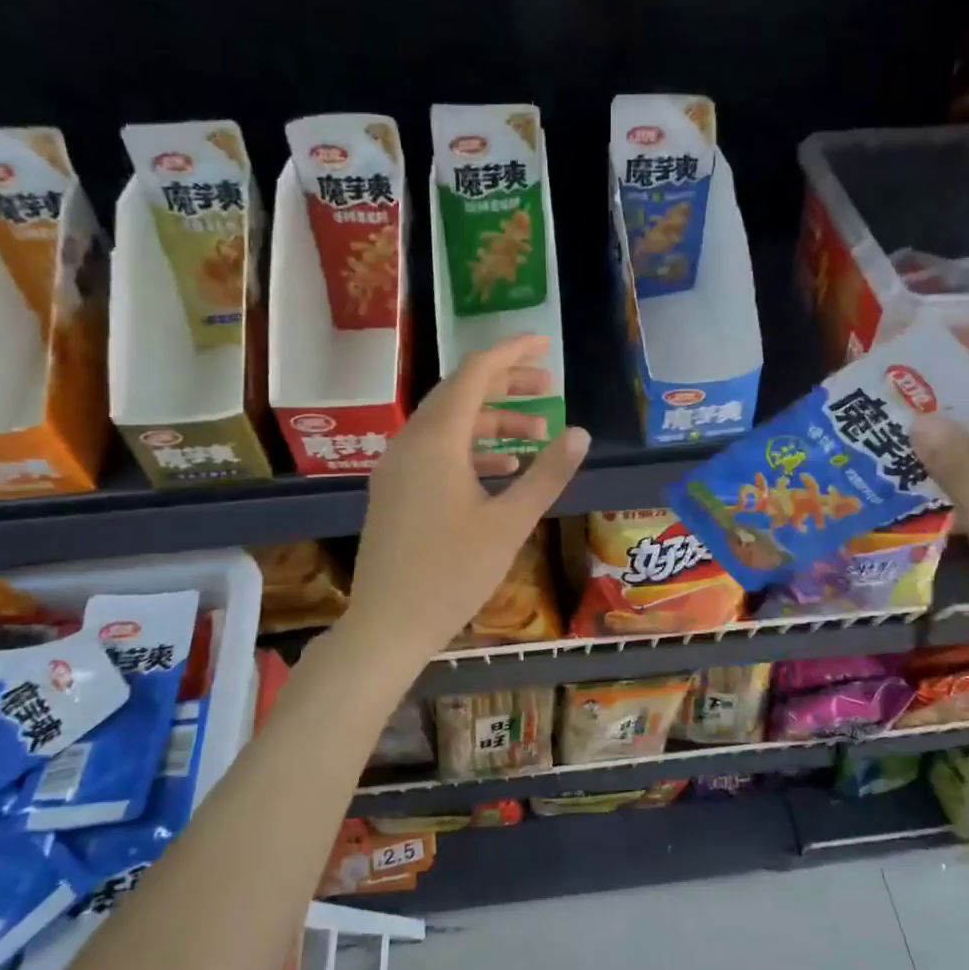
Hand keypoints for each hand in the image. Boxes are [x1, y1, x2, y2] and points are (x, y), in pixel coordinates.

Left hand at [348, 334, 589, 661]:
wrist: (388, 625)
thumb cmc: (452, 574)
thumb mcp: (509, 523)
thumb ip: (547, 474)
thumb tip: (580, 433)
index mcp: (436, 440)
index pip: (475, 374)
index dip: (512, 353)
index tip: (545, 344)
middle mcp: (411, 442)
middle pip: (461, 393)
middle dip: (506, 385)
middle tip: (549, 387)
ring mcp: (397, 467)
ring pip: (449, 424)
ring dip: (492, 421)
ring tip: (537, 431)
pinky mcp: (395, 490)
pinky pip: (436, 451)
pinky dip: (471, 449)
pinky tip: (503, 467)